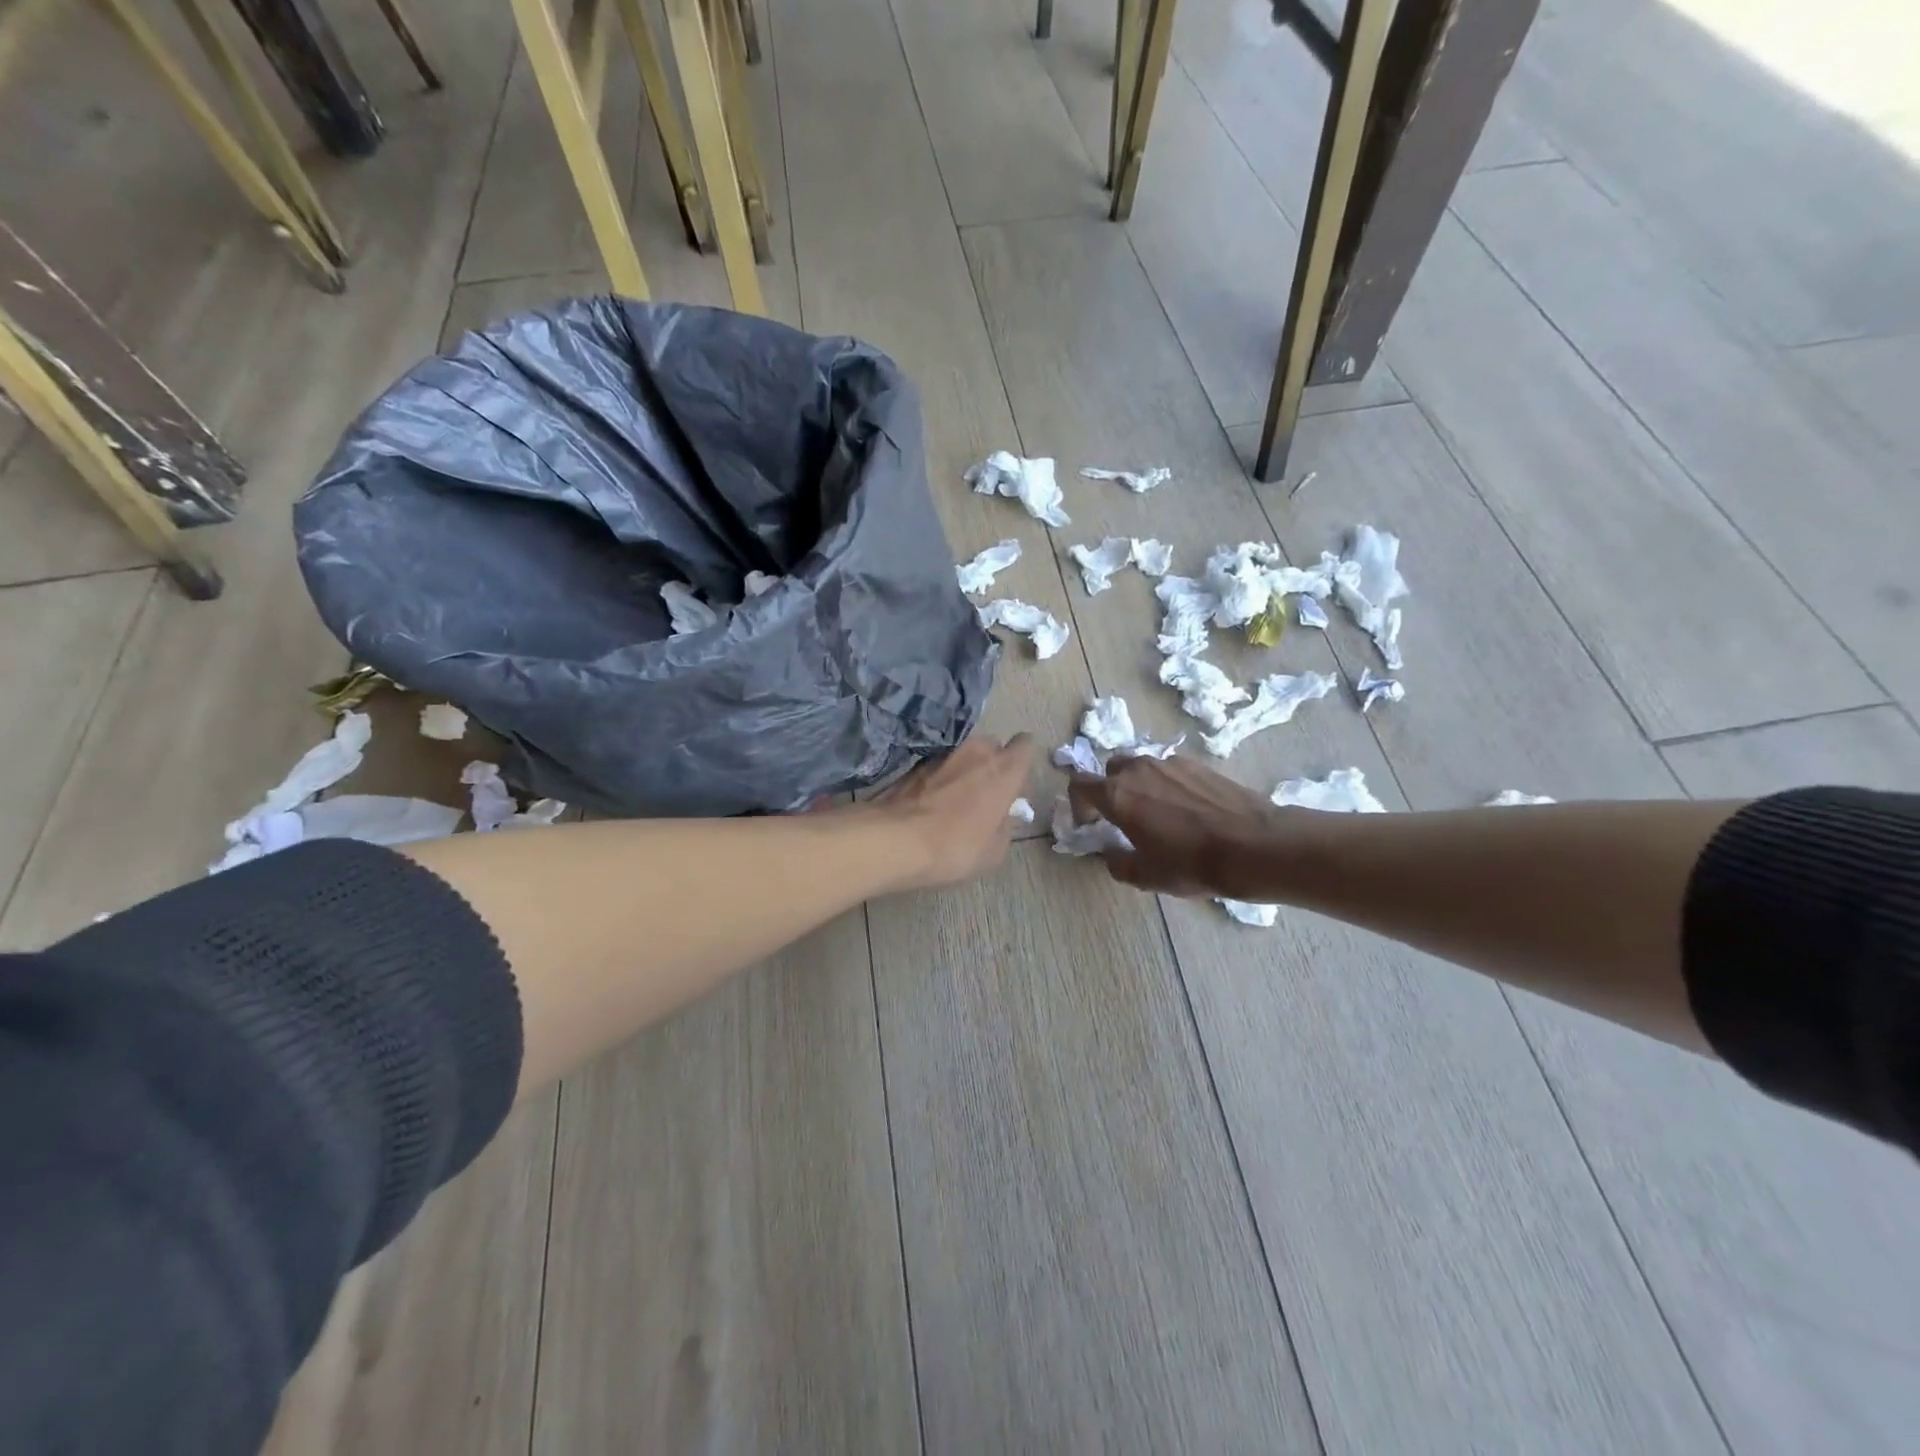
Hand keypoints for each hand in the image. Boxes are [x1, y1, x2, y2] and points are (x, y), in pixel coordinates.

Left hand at [876, 736, 1033, 890]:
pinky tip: (931, 804)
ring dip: (963, 771)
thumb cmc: (956, 846)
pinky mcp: (915, 763)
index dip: (1021, 761)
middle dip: (991, 764)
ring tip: (955, 800)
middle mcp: (976, 752)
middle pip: (992, 746)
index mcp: (1004, 769)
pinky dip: (939, 779)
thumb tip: (1003, 817)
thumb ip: (1005, 826)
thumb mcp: (994, 850)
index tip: (1015, 782)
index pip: (1025, 745)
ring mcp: (943, 754)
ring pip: (962, 755)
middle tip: (985, 793)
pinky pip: (938, 767)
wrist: (897, 840)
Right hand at [1068, 755, 1277, 897]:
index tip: (1091, 824)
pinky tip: (1188, 811)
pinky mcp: (1198, 764)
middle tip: (1124, 818)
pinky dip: (1168, 786)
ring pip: (1142, 768)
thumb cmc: (1192, 864)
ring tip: (1159, 814)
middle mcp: (1138, 769)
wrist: (1254, 846)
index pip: (1079, 784)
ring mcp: (1170, 763)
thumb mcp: (1146, 876)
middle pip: (1111, 770)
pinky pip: (1170, 771)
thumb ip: (1117, 862)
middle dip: (1110, 790)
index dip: (1078, 804)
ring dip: (1141, 786)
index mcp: (1117, 794)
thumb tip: (1111, 853)